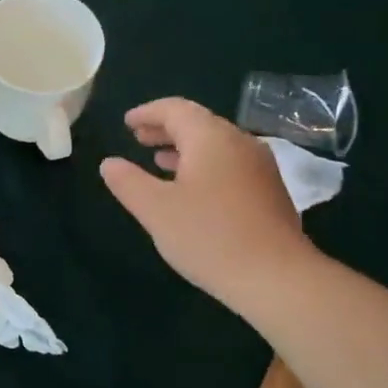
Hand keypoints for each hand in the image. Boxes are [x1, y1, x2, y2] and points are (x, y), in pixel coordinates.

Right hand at [100, 98, 316, 317]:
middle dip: (165, 128)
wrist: (277, 277)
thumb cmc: (209, 237)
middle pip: (198, 123)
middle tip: (138, 138)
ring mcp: (260, 166)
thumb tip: (110, 163)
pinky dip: (204, 164)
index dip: (148, 113)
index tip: (126, 122)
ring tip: (158, 160)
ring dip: (184, 148)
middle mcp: (239, 142)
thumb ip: (128, 182)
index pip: (175, 109)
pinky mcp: (269, 190)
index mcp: (211, 138)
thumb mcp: (155, 210)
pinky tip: (192, 189)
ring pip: (216, 144)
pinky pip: (230, 163)